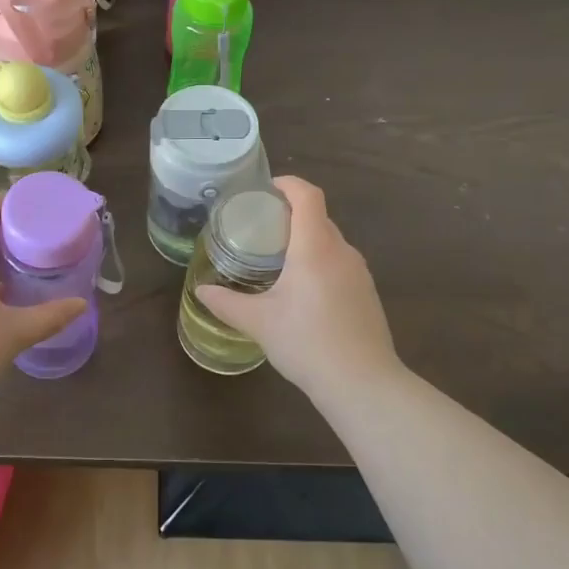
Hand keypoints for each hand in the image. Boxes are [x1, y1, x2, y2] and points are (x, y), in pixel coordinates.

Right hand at [195, 176, 401, 401]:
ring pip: (330, 241)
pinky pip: (340, 262)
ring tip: (278, 258)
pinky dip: (320, 261)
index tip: (266, 190)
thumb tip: (201, 291)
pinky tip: (304, 291)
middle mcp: (341, 251)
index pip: (308, 195)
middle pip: (318, 216)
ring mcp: (359, 272)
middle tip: (260, 228)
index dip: (288, 184)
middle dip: (290, 214)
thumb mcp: (259, 323)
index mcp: (315, 247)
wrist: (364, 385)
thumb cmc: (307, 343)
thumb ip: (227, 303)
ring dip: (306, 240)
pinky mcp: (367, 293)